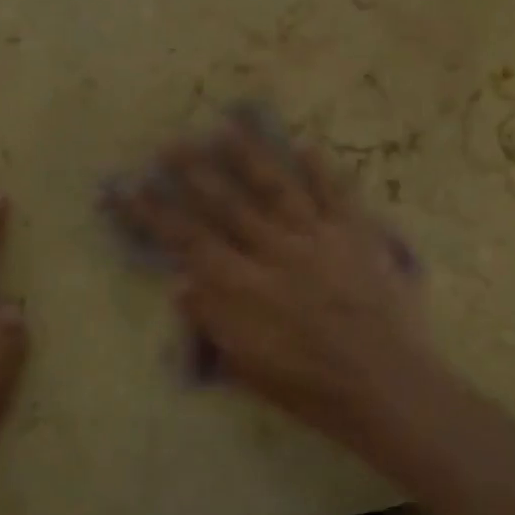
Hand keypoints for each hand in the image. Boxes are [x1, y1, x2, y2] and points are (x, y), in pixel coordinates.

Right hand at [110, 123, 442, 451]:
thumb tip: (181, 284)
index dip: (154, 213)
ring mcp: (317, 237)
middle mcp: (274, 251)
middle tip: (171, 142)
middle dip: (195, 172)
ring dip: (249, 156)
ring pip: (276, 187)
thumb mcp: (250, 368)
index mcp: (244, 287)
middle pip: (227, 204)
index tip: (128, 187)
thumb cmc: (312, 388)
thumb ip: (214, 322)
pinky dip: (320, 168)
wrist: (386, 384)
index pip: (188, 240)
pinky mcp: (355, 233)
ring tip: (226, 127)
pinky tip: (306, 145)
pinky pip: (335, 193)